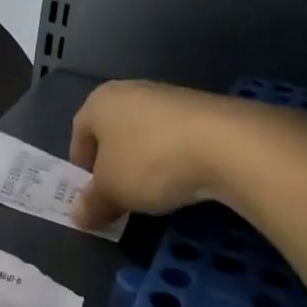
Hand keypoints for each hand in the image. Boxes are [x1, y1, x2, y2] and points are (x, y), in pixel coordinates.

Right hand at [70, 80, 250, 229]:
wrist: (229, 144)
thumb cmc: (150, 162)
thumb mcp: (112, 193)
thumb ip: (91, 205)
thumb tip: (78, 216)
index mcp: (101, 102)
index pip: (78, 135)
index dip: (81, 168)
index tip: (92, 195)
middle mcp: (132, 90)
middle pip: (114, 133)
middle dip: (114, 166)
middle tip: (121, 196)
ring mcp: (171, 96)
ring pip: (147, 135)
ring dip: (146, 163)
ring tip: (156, 191)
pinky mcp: (205, 108)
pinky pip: (178, 137)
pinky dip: (176, 158)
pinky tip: (185, 180)